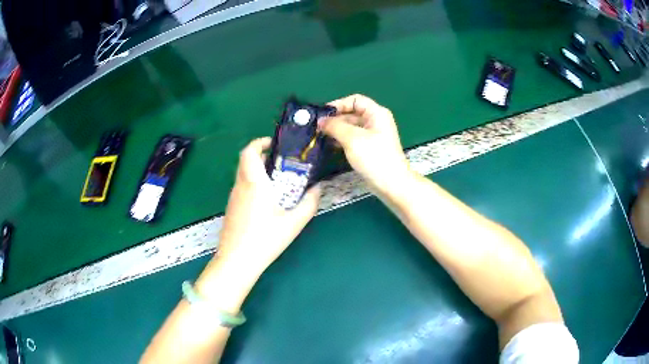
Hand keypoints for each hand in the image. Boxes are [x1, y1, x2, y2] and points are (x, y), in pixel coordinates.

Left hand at [195, 137, 319, 310]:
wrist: (237, 260)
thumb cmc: (266, 239)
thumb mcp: (294, 222)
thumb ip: (310, 202)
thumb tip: (318, 187)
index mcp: (254, 182)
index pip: (249, 151)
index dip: (260, 142)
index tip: (274, 144)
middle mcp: (241, 185)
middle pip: (246, 161)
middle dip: (262, 156)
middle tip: (281, 163)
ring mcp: (233, 197)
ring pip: (243, 174)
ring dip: (258, 171)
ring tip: (278, 182)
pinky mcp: (231, 208)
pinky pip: (242, 188)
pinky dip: (253, 185)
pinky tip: (266, 202)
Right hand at [321, 94, 410, 194]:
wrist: (391, 184)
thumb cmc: (373, 157)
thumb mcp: (352, 138)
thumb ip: (334, 126)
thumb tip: (320, 120)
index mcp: (376, 113)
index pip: (355, 100)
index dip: (338, 104)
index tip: (323, 114)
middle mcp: (376, 121)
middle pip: (352, 113)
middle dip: (335, 119)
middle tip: (317, 127)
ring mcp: (373, 135)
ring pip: (351, 127)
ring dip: (336, 130)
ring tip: (320, 136)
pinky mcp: (370, 148)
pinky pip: (353, 138)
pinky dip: (342, 140)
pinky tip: (330, 145)